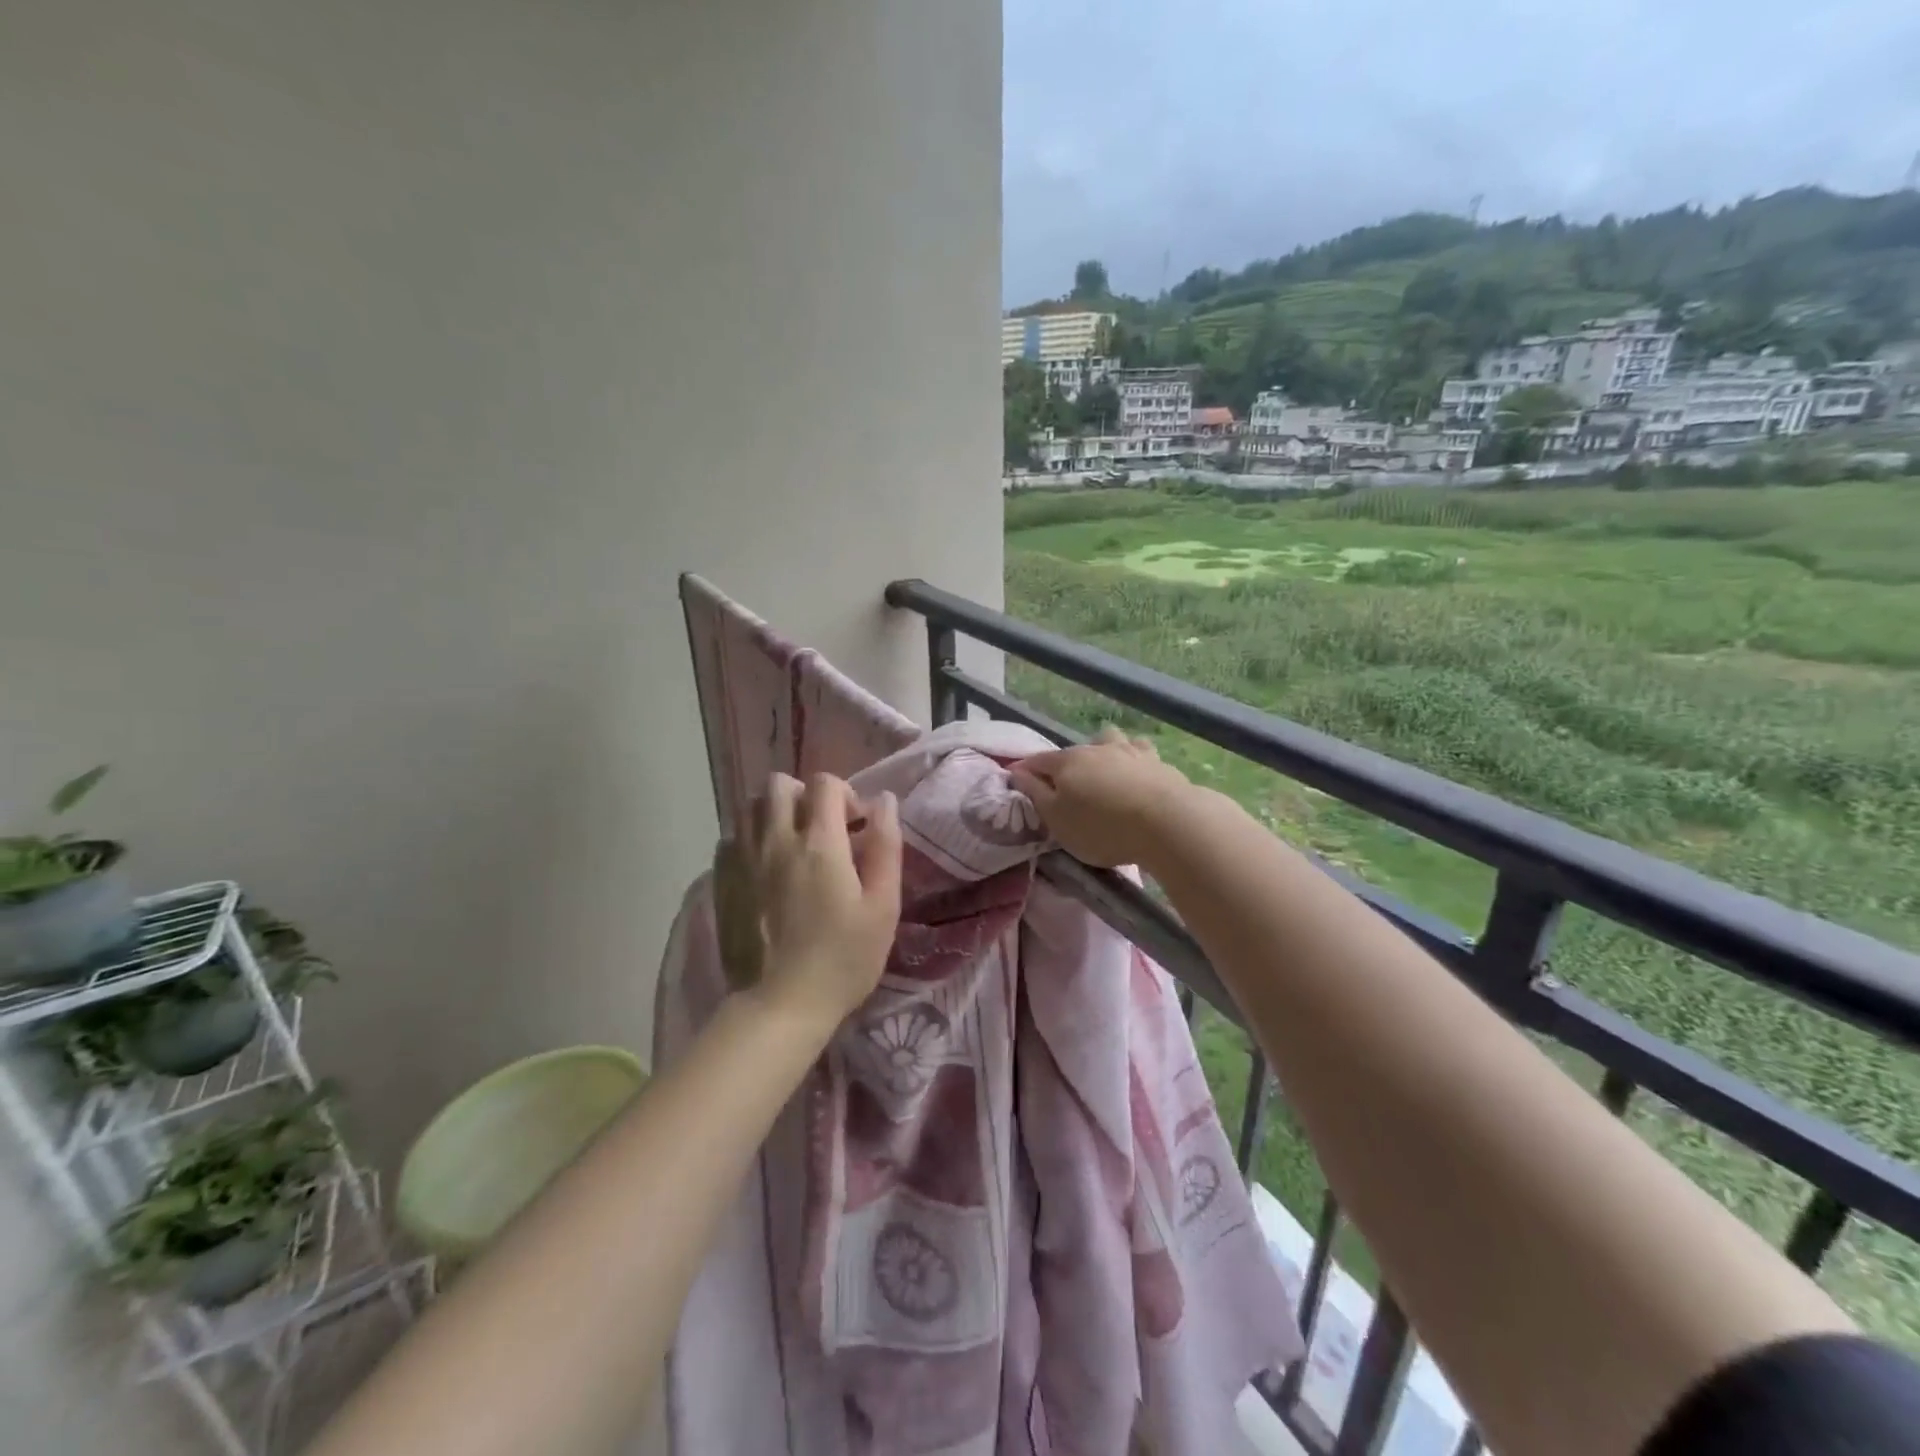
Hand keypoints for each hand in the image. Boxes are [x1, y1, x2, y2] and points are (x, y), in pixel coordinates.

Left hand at [745, 773, 901, 1028]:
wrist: (782, 1005)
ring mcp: (744, 860)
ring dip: (774, 813)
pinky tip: (765, 867)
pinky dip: (750, 839)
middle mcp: (776, 840)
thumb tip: (884, 801)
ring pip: (750, 807)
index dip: (845, 794)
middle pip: (779, 784)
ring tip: (792, 844)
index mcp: (820, 843)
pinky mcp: (722, 882)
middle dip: (805, 795)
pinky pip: (731, 838)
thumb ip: (886, 847)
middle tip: (822, 829)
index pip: (824, 783)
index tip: (855, 826)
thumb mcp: (883, 906)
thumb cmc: (844, 958)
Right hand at [1010, 727, 1192, 869]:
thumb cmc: (1101, 827)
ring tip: (1104, 770)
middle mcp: (1096, 748)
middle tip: (1064, 788)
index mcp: (1066, 762)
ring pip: (1110, 740)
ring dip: (1102, 750)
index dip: (1025, 770)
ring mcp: (1130, 751)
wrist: (1167, 822)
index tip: (1018, 780)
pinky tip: (1137, 771)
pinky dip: (1134, 759)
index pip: (1037, 761)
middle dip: (1064, 764)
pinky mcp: (1158, 762)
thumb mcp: (1056, 819)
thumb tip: (1018, 772)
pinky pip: (1140, 752)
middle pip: (1073, 751)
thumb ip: (1035, 794)